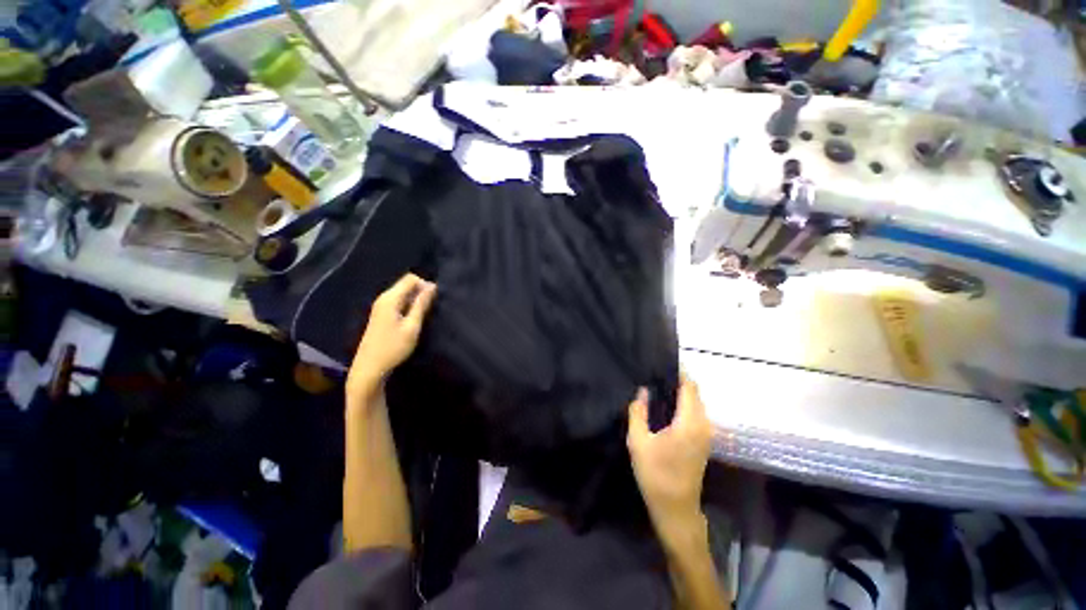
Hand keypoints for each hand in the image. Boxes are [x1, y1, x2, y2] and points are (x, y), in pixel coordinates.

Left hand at [347, 273, 436, 402]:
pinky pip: (399, 301)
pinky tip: (414, 318)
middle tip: (432, 307)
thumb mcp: (412, 326)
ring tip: (426, 313)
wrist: (370, 367)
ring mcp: (381, 306)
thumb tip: (432, 286)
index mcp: (390, 298)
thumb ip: (422, 304)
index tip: (435, 299)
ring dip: (416, 299)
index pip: (410, 278)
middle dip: (421, 291)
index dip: (425, 284)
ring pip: (403, 293)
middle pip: (406, 284)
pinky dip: (409, 305)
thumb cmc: (393, 347)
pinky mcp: (382, 314)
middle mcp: (384, 298)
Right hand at [627, 374, 712, 532]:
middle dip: (678, 381)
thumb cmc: (655, 474)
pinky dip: (684, 404)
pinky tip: (666, 406)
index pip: (689, 387)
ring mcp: (706, 434)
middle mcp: (703, 425)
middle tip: (654, 375)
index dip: (678, 373)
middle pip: (695, 393)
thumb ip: (638, 412)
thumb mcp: (638, 441)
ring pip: (696, 403)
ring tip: (658, 387)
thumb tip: (642, 391)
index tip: (660, 363)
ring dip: (681, 393)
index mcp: (689, 422)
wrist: (675, 509)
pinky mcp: (704, 441)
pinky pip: (696, 413)